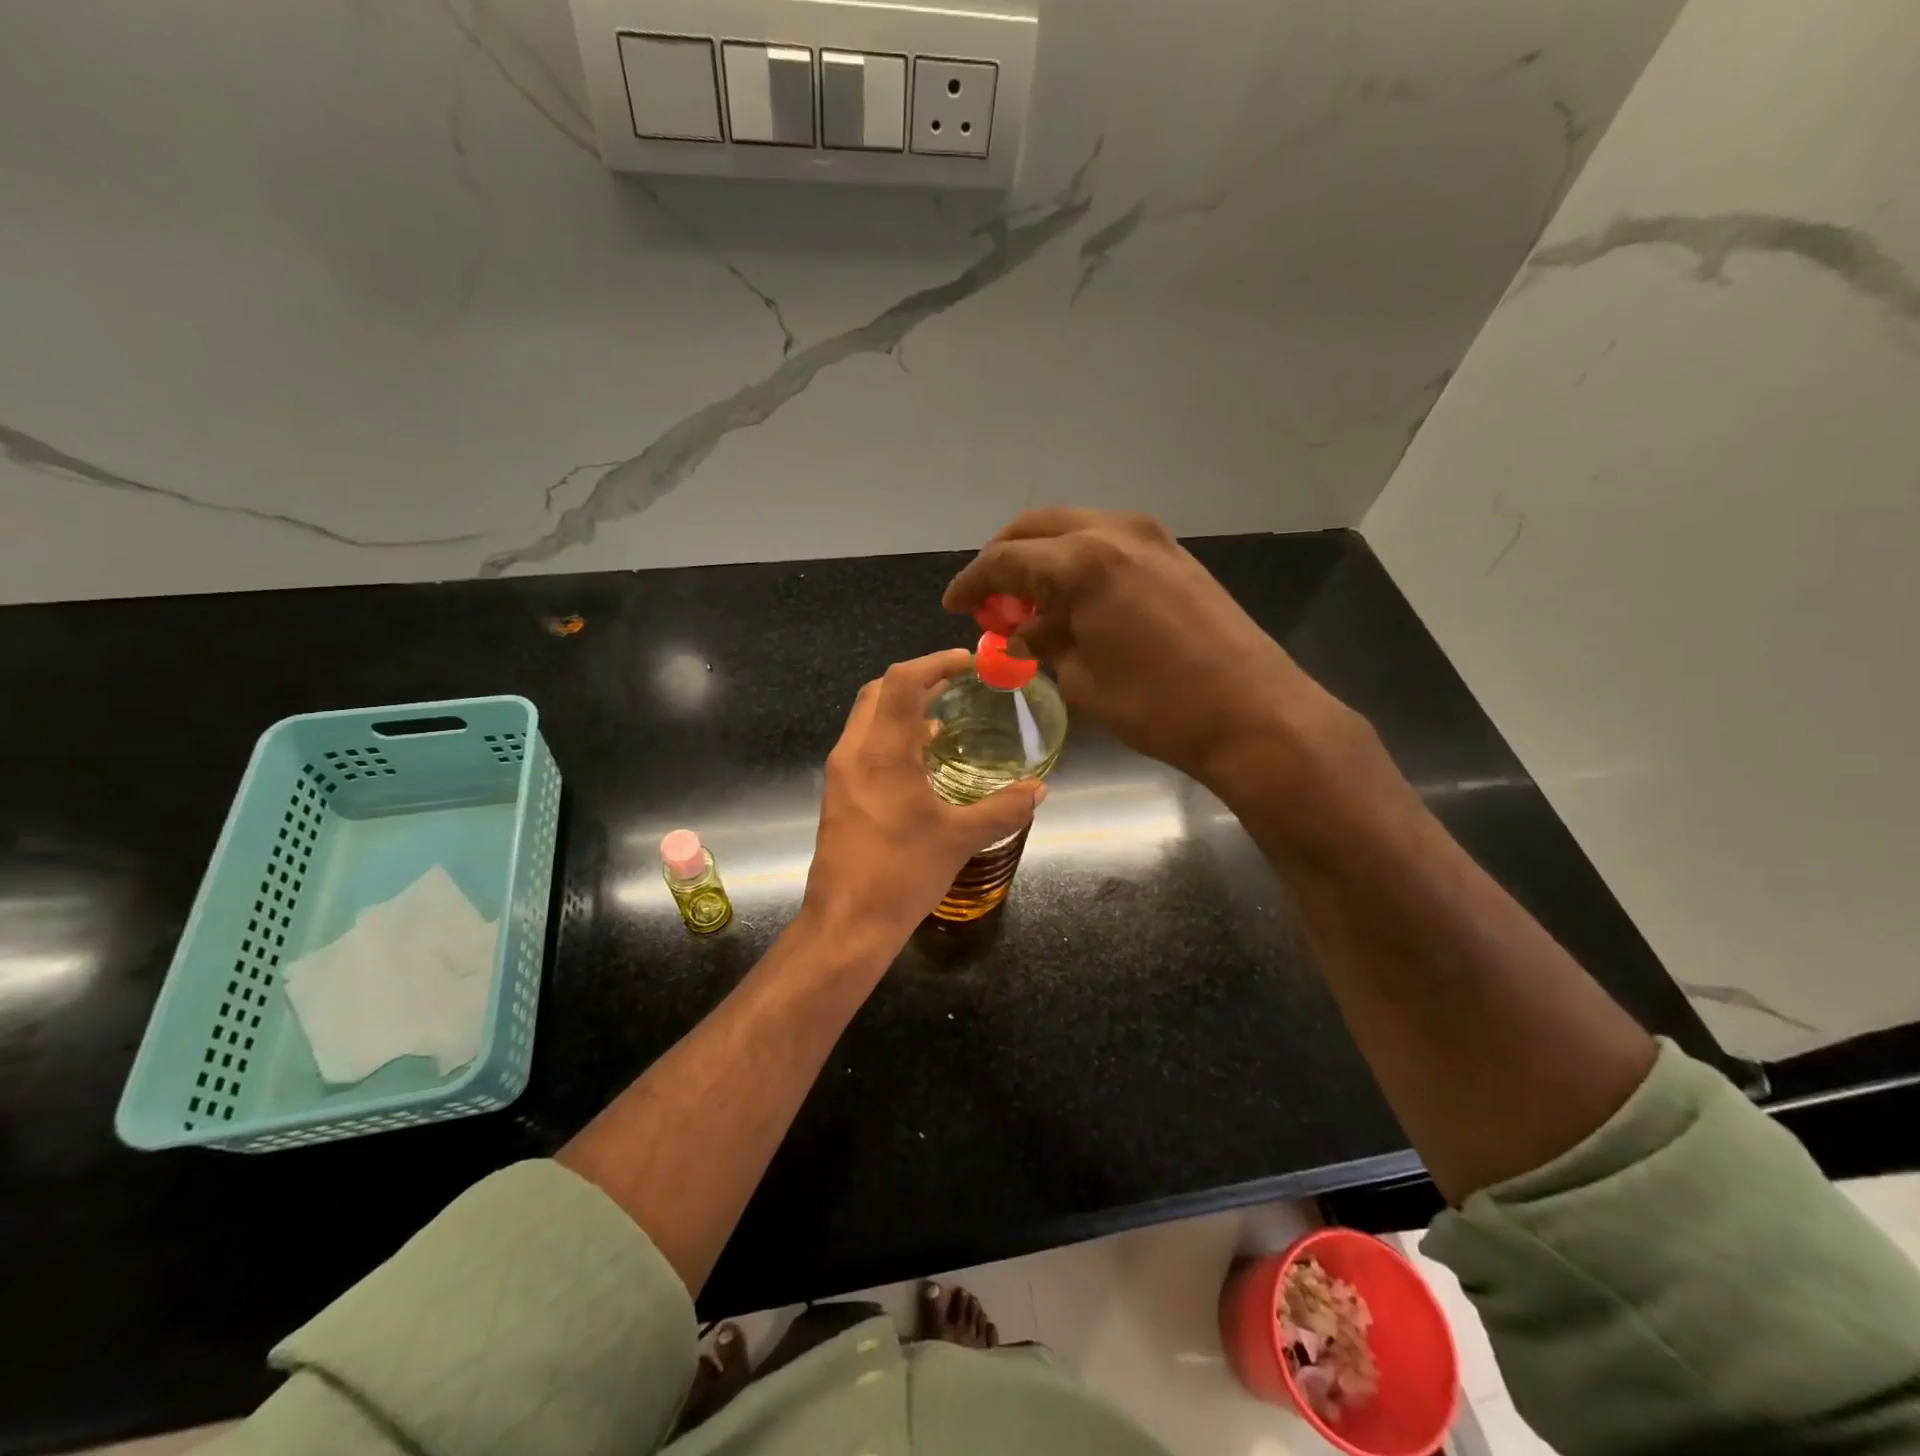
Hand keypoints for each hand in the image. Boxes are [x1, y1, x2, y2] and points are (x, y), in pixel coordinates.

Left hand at [802, 649, 1044, 951]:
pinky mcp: (838, 794)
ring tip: (943, 719)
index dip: (935, 662)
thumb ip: (1004, 809)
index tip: (968, 662)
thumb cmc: (902, 875)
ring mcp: (840, 774)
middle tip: (956, 685)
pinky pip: (863, 745)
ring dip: (902, 708)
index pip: (902, 682)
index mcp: (882, 752)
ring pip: (867, 718)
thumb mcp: (960, 839)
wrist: (847, 924)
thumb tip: (1039, 790)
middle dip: (917, 679)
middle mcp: (853, 752)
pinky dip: (891, 736)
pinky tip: (920, 761)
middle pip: (879, 691)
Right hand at [943, 509, 1357, 793]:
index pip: (1005, 560)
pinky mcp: (1174, 554)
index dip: (972, 583)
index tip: (953, 605)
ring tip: (1028, 605)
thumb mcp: (1082, 680)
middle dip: (1004, 560)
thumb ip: (1042, 645)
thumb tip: (1019, 634)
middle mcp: (1114, 531)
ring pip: (1073, 529)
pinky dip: (1078, 564)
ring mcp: (1150, 537)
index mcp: (1082, 561)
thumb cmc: (1157, 705)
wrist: (1253, 712)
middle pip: (1036, 527)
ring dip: (1042, 560)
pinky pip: (1107, 544)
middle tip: (988, 600)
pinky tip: (1073, 602)